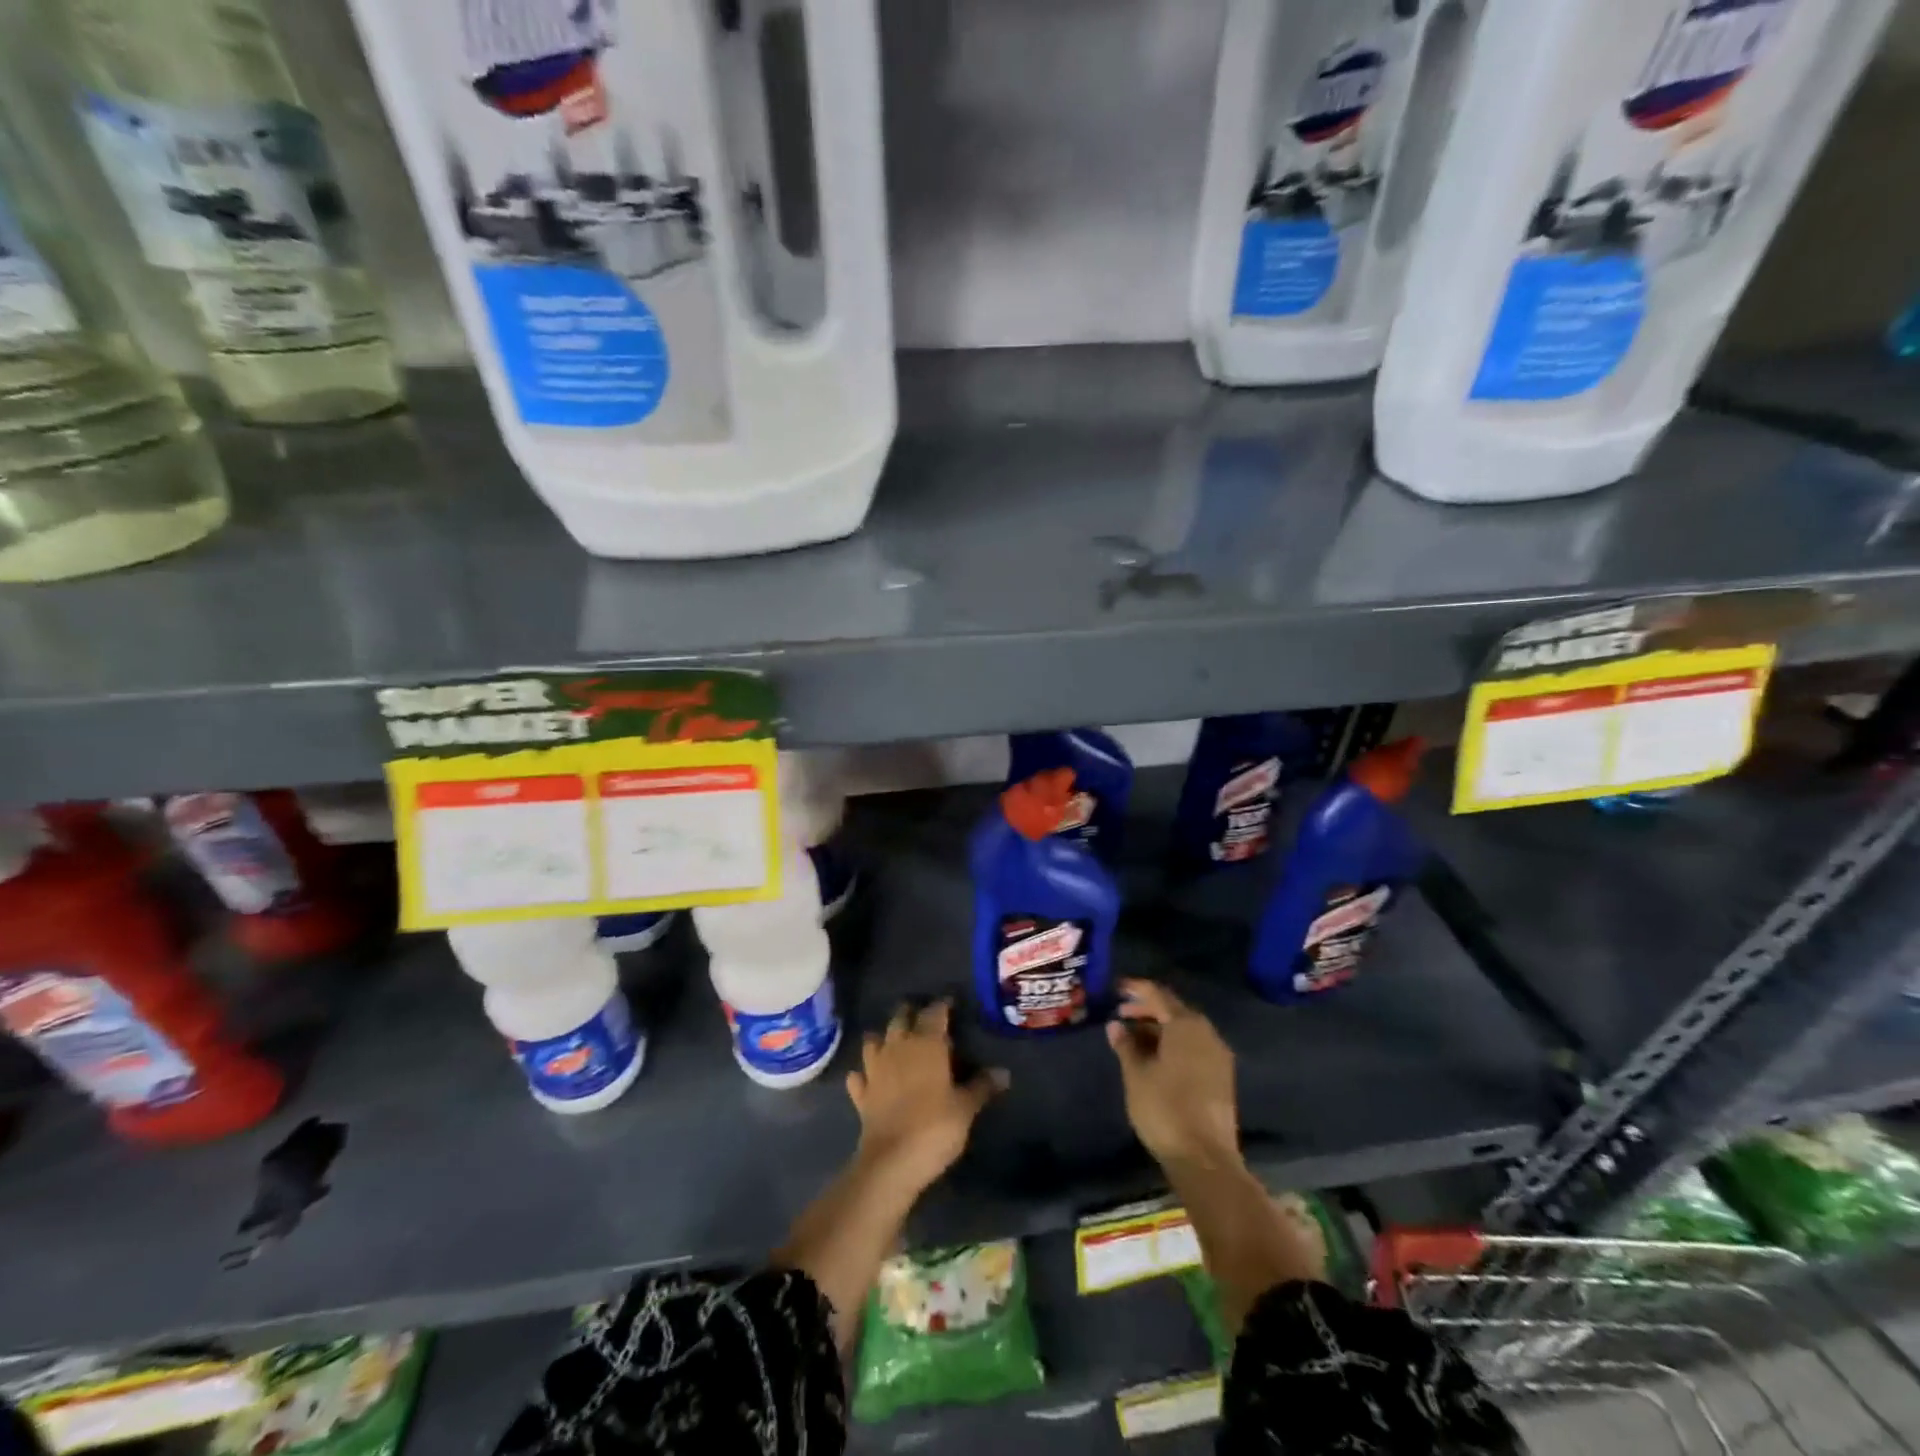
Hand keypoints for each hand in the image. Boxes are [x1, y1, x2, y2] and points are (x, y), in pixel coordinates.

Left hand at [847, 1000, 1005, 1195]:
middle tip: (924, 1020)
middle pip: (901, 1018)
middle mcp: (898, 1047)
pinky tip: (869, 1078)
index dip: (942, 1006)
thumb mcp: (965, 1108)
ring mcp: (875, 1069)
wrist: (891, 1162)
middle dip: (911, 1014)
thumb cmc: (935, 1127)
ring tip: (895, 1043)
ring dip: (883, 1038)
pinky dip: (863, 1074)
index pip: (934, 1012)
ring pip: (874, 1040)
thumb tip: (1003, 1072)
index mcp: (926, 1044)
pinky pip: (859, 1076)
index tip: (951, 1005)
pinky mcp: (862, 1094)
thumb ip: (982, 1086)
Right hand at [1106, 980, 1240, 1169]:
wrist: (1205, 1159)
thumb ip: (1125, 1045)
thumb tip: (1116, 1025)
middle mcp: (1206, 1033)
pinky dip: (1173, 1045)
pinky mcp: (1221, 1077)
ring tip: (1133, 1038)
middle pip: (1174, 1011)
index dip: (1136, 989)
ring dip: (1159, 1029)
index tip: (1117, 987)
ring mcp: (1217, 1056)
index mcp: (1186, 1025)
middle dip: (1147, 1010)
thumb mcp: (1136, 1074)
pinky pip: (1194, 1047)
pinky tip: (1154, 1058)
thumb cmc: (1165, 1109)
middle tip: (1121, 1014)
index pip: (1158, 995)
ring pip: (1184, 1031)